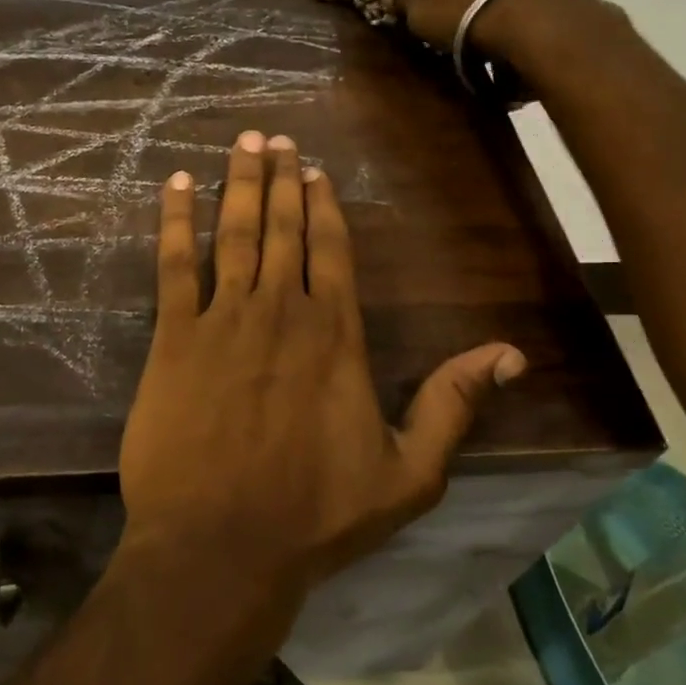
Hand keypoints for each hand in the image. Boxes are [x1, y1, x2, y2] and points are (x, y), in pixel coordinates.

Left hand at [117, 130, 526, 623]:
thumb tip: (511, 354)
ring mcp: (224, 319)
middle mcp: (282, 310)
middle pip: (282, 227)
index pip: (332, 250)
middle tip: (274, 138)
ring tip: (242, 143)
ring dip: (237, 183)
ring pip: (234, 231)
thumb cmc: (315, 515)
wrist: (220, 546)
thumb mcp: (409, 474)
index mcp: (335, 335)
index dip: (322, 205)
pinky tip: (174, 184)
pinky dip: (175, 220)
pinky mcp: (174, 337)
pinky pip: (174, 263)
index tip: (314, 171)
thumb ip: (453, 406)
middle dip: (279, 178)